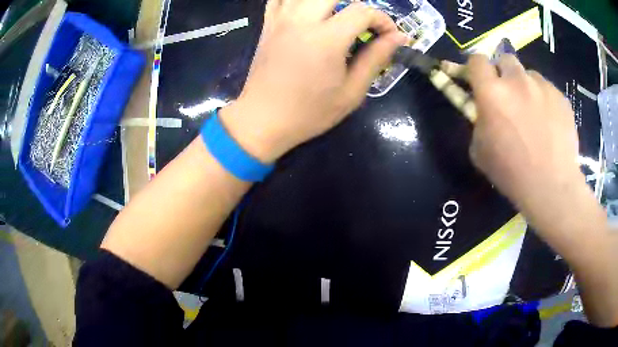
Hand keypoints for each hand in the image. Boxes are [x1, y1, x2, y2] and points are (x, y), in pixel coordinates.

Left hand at [220, 0, 407, 162]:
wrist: (263, 120)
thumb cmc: (309, 112)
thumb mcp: (351, 92)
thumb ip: (376, 58)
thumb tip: (399, 37)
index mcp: (327, 38)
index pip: (363, 11)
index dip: (382, 20)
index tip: (388, 36)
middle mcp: (302, 20)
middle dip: (359, 6)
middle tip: (364, 24)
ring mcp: (281, 19)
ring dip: (329, 2)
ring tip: (338, 17)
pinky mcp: (268, 24)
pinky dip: (297, 0)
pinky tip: (307, 10)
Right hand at [467, 54, 582, 214]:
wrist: (552, 187)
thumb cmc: (512, 173)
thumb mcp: (480, 151)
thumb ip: (478, 121)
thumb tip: (483, 109)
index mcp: (491, 92)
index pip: (476, 60)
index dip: (475, 67)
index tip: (478, 79)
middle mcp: (516, 80)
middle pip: (504, 59)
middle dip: (503, 73)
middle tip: (509, 95)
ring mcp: (541, 86)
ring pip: (528, 74)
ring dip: (526, 87)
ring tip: (533, 113)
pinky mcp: (560, 96)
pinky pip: (547, 90)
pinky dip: (544, 100)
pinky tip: (549, 124)